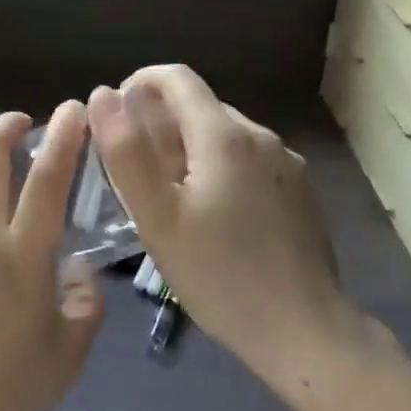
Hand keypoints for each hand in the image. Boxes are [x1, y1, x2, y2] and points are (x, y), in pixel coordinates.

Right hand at [89, 66, 380, 383]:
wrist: (306, 333)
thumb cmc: (220, 276)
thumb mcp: (157, 217)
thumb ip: (126, 151)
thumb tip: (104, 95)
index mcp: (224, 134)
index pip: (176, 78)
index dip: (139, 84)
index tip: (115, 115)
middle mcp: (260, 136)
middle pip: (199, 108)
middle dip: (160, 126)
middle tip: (135, 174)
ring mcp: (287, 163)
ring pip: (224, 137)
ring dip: (189, 151)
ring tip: (170, 200)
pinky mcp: (300, 191)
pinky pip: (248, 162)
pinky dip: (220, 171)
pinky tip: (214, 218)